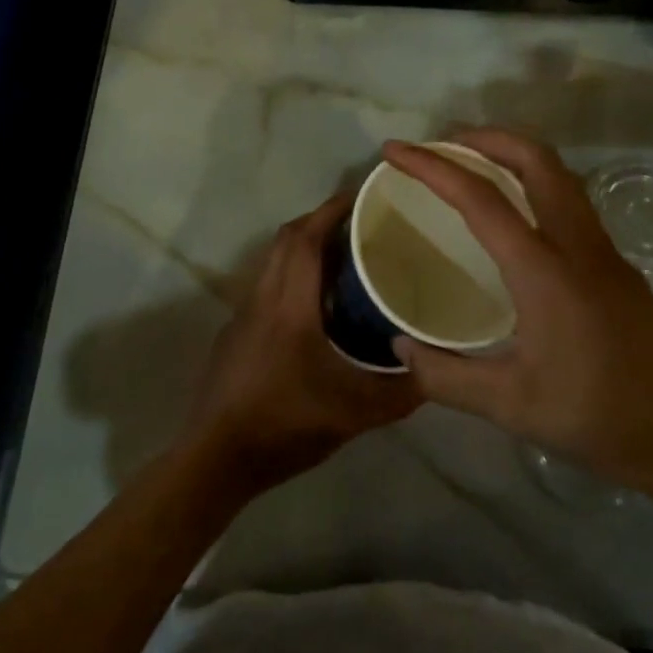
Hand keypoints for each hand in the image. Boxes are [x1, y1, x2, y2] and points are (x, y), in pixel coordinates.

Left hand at [181, 192, 420, 492]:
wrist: (216, 457)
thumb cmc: (285, 425)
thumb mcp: (354, 413)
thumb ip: (399, 392)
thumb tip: (435, 371)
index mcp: (290, 304)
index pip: (307, 237)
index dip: (332, 209)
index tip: (361, 194)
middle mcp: (262, 297)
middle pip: (287, 240)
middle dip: (319, 220)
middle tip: (358, 224)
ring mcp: (243, 314)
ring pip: (273, 262)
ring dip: (303, 248)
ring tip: (341, 259)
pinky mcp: (234, 333)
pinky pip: (266, 287)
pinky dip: (290, 277)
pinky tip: (312, 307)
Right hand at [382, 130, 652, 502]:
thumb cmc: (597, 419)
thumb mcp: (509, 406)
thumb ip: (445, 376)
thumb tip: (398, 346)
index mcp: (544, 270)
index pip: (480, 198)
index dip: (432, 167)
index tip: (394, 151)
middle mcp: (578, 245)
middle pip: (534, 159)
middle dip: (484, 138)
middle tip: (441, 145)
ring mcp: (605, 251)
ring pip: (559, 174)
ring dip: (513, 155)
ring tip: (473, 166)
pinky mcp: (619, 265)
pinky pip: (571, 200)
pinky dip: (534, 183)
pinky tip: (516, 217)